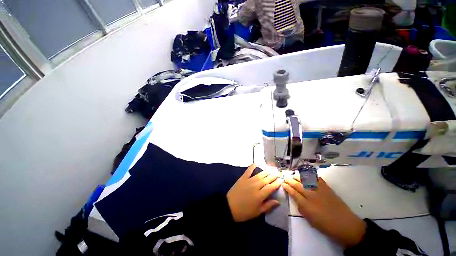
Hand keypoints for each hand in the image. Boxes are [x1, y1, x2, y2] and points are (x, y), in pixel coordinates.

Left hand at [227, 164, 281, 221]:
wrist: (229, 206)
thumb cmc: (244, 212)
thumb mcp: (257, 212)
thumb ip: (268, 206)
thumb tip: (277, 201)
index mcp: (260, 195)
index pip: (271, 187)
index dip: (277, 183)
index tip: (281, 180)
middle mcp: (255, 186)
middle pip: (266, 180)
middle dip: (273, 176)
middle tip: (278, 172)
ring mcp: (249, 181)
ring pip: (259, 175)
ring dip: (266, 172)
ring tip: (271, 169)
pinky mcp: (242, 178)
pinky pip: (248, 171)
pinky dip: (251, 167)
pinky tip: (255, 163)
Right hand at [283, 175, 365, 247]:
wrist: (346, 225)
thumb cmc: (326, 226)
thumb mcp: (310, 220)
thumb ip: (301, 209)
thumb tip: (296, 200)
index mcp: (306, 206)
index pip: (293, 193)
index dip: (287, 188)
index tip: (283, 184)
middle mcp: (311, 196)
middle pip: (297, 185)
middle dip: (290, 180)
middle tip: (286, 177)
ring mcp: (320, 190)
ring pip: (305, 180)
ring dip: (298, 176)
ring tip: (294, 174)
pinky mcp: (327, 188)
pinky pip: (317, 178)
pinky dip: (311, 175)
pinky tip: (307, 173)